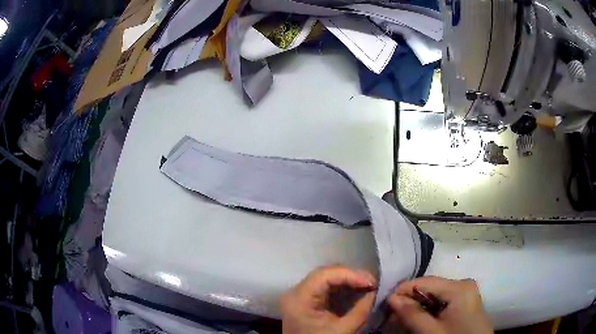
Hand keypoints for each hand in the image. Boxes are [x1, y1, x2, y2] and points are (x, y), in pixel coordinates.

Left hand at [280, 265, 376, 333]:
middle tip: (372, 283)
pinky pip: (325, 287)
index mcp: (299, 299)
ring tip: (367, 286)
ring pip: (326, 278)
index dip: (350, 275)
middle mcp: (295, 292)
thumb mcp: (342, 330)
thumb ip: (361, 310)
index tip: (372, 282)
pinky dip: (342, 287)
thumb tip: (375, 291)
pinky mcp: (306, 300)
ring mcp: (299, 295)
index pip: (324, 275)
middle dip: (351, 276)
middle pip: (324, 274)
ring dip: (348, 280)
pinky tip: (356, 290)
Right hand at [388, 277, 492, 333]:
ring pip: (435, 296)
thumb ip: (411, 314)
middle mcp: (463, 284)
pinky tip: (419, 320)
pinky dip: (428, 311)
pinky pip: (442, 302)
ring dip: (418, 307)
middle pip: (430, 288)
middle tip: (392, 314)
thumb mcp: (431, 331)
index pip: (424, 281)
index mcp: (459, 287)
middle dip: (410, 300)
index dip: (402, 291)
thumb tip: (391, 298)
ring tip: (403, 319)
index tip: (385, 304)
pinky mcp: (465, 303)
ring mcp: (466, 293)